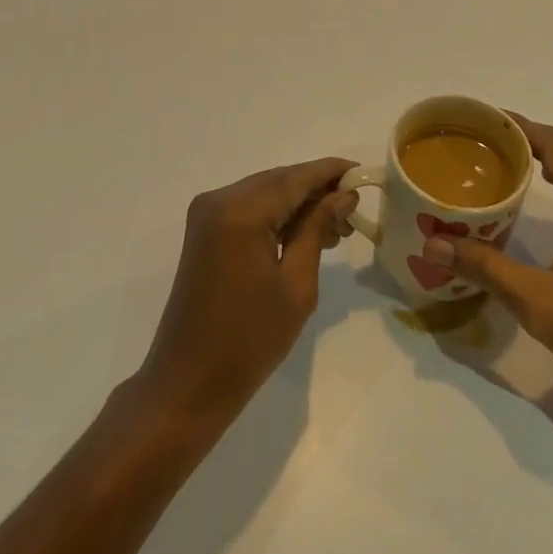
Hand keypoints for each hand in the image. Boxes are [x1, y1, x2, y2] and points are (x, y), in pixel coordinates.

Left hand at [135, 158, 357, 426]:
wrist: (189, 382)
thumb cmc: (250, 340)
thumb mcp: (296, 285)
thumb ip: (318, 229)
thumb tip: (344, 195)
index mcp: (240, 211)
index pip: (295, 178)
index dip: (331, 172)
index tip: (363, 173)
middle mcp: (219, 199)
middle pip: (279, 180)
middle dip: (317, 189)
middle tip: (354, 208)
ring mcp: (207, 212)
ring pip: (265, 191)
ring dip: (299, 202)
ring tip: (337, 227)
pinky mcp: (205, 229)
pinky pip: (249, 207)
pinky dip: (277, 214)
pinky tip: (305, 232)